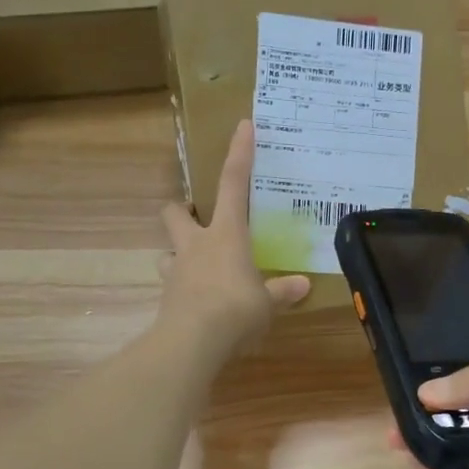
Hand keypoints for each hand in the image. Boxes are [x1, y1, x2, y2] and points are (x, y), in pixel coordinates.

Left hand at [158, 120, 309, 354]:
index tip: (243, 126)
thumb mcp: (267, 303)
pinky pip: (172, 284)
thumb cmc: (236, 309)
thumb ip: (282, 291)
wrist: (192, 341)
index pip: (233, 185)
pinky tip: (197, 303)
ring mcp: (176, 270)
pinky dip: (183, 289)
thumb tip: (302, 285)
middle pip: (176, 213)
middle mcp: (196, 245)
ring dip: (178, 253)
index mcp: (226, 235)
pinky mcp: (166, 297)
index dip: (239, 155)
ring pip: (167, 250)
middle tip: (197, 220)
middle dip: (182, 211)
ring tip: (197, 268)